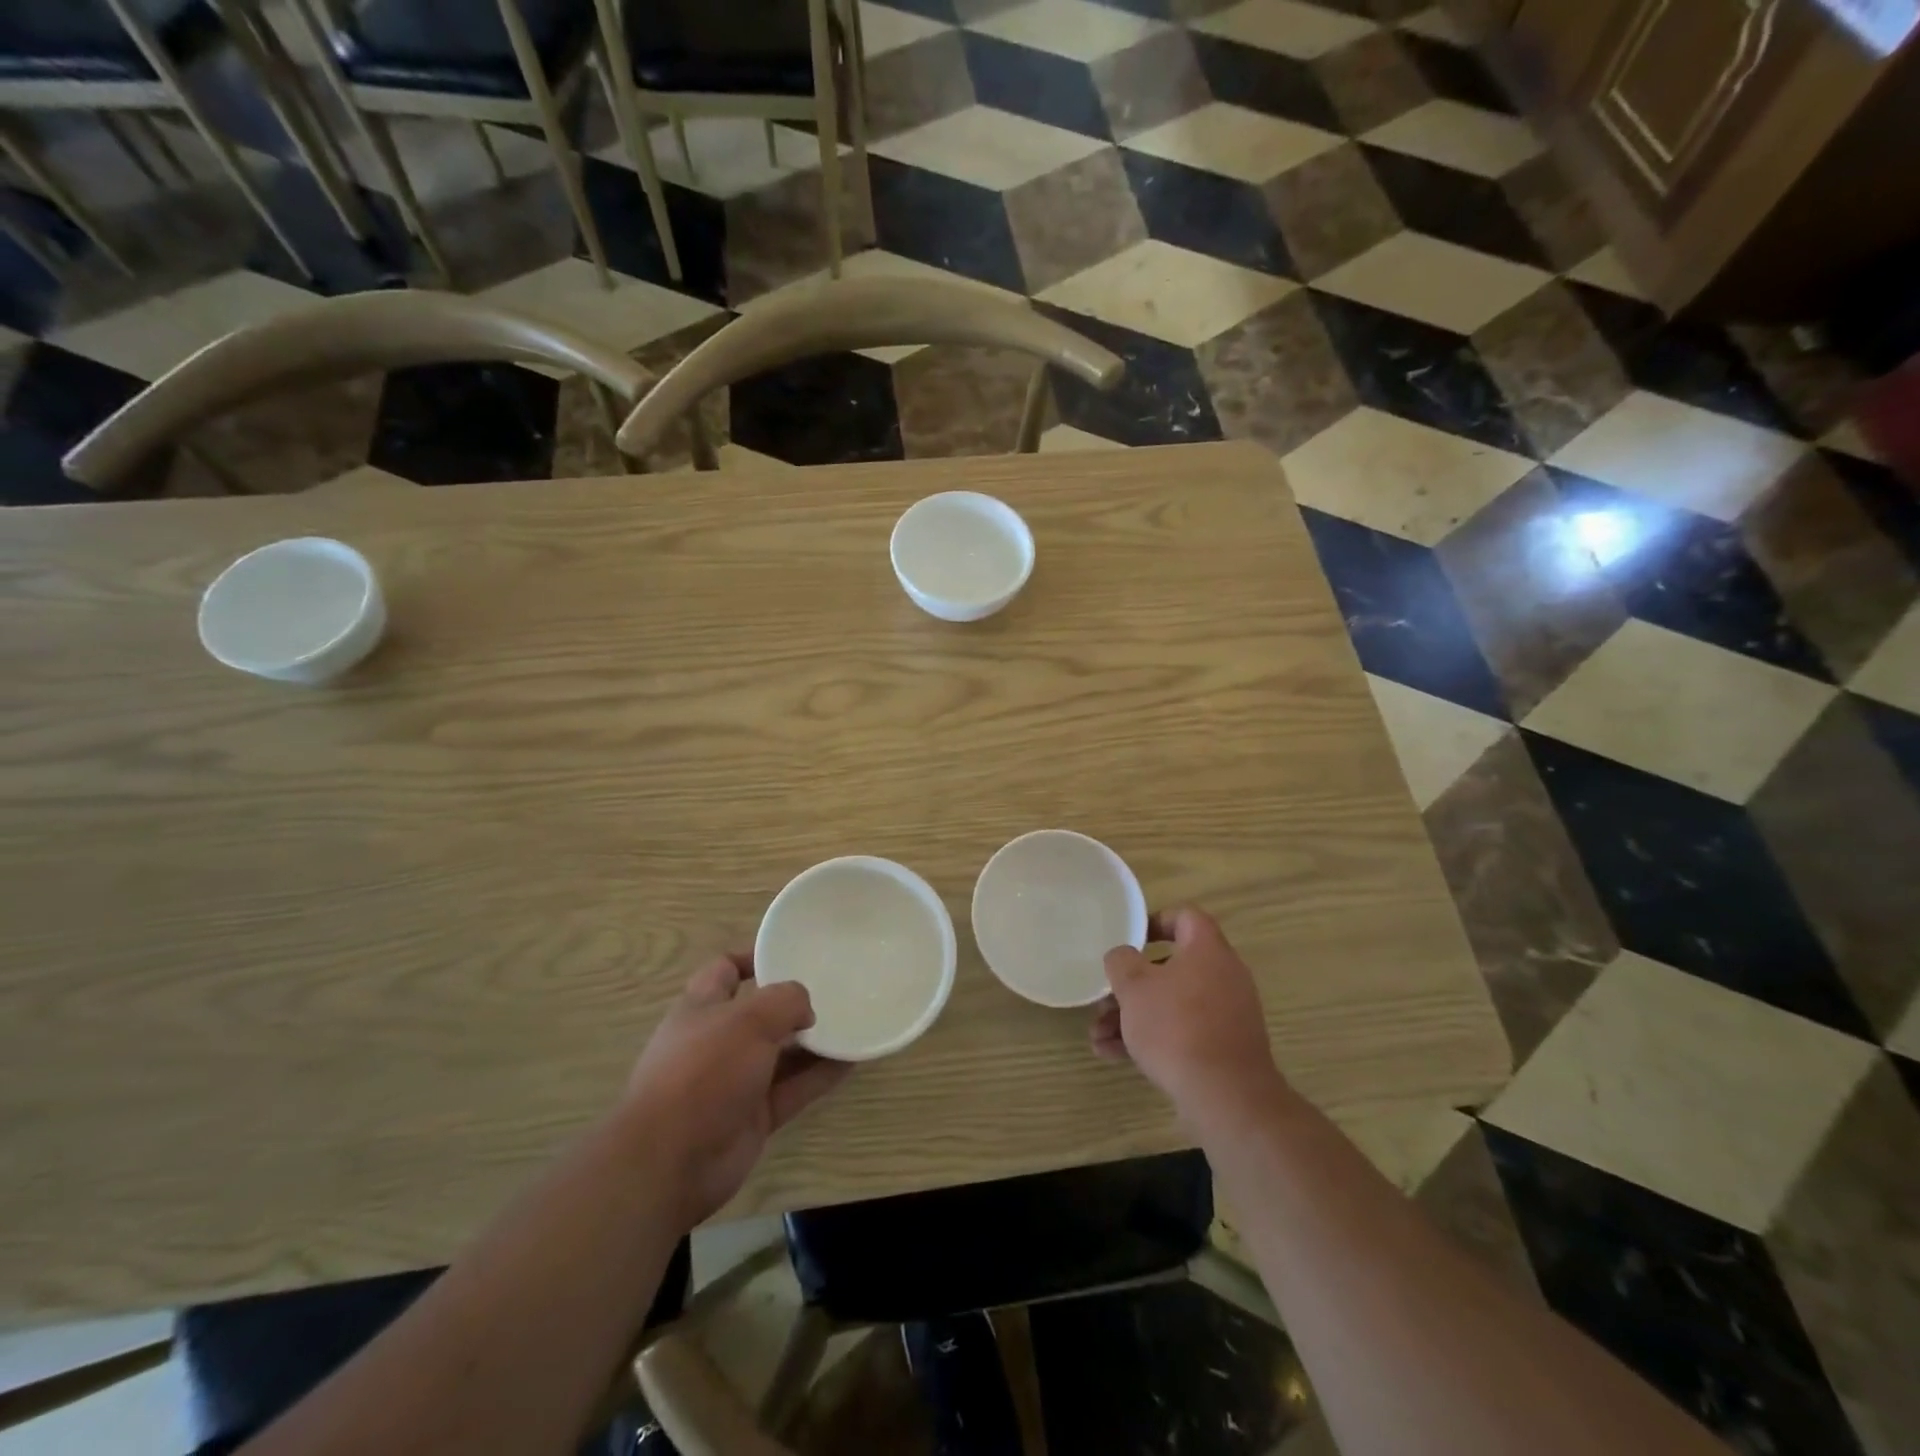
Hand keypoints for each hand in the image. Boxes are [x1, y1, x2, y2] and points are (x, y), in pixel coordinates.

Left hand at [624, 951, 851, 1226]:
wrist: (671, 1162)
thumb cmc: (704, 1072)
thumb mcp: (748, 1019)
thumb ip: (785, 1001)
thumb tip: (805, 1011)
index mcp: (701, 1008)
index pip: (725, 970)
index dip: (753, 958)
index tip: (791, 954)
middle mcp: (717, 1040)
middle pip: (759, 1012)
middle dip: (793, 1003)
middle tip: (834, 989)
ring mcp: (735, 1080)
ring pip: (781, 1052)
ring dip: (814, 1040)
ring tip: (852, 1022)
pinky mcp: (754, 1115)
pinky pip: (794, 1087)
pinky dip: (820, 1075)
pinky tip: (852, 1061)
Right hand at [1092, 908, 1285, 1132]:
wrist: (1226, 1096)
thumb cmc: (1176, 1027)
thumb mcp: (1134, 987)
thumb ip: (1121, 962)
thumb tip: (1123, 957)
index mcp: (1207, 950)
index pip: (1186, 917)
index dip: (1156, 921)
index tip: (1130, 940)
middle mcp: (1223, 976)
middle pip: (1171, 968)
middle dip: (1132, 985)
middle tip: (1105, 999)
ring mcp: (1226, 1014)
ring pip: (1172, 1004)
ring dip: (1133, 1017)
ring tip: (1098, 1036)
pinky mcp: (1224, 1048)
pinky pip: (1183, 1032)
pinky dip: (1152, 1039)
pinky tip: (1113, 1055)